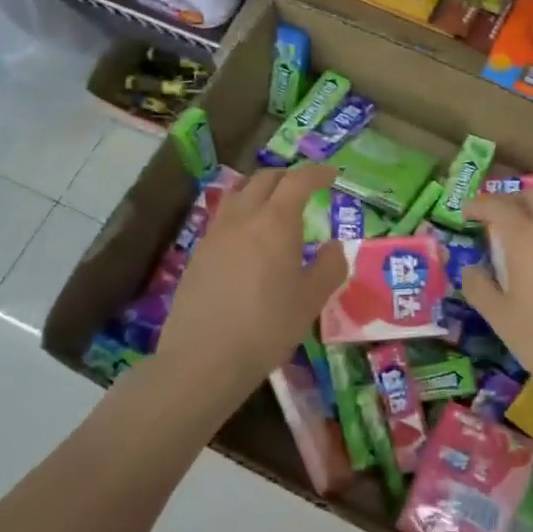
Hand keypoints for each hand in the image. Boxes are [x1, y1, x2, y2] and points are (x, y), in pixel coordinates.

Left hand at [154, 163, 346, 404]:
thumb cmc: (267, 326)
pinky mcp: (198, 255)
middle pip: (264, 180)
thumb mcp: (311, 300)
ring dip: (260, 192)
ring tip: (275, 208)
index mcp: (275, 222)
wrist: (204, 358)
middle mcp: (243, 218)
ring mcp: (215, 235)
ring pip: (239, 196)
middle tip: (305, 187)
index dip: (317, 173)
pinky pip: (224, 220)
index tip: (332, 175)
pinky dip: (243, 215)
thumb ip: (330, 267)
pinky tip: (250, 241)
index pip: (298, 181)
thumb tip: (334, 247)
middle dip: (288, 176)